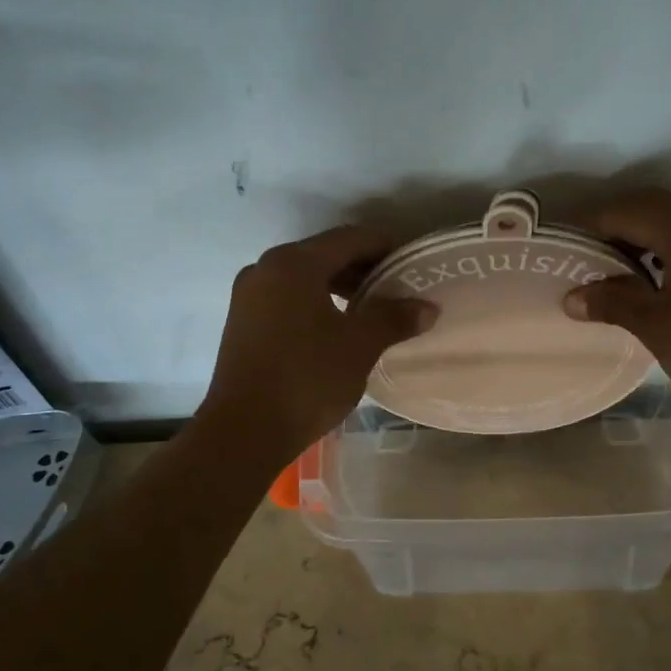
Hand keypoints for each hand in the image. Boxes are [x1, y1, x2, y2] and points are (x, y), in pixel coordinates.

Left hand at [201, 225, 434, 459]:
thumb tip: (427, 307)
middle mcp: (266, 268)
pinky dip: (316, 302)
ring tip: (373, 310)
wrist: (244, 432)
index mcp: (294, 264)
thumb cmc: (306, 380)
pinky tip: (338, 327)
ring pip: (305, 277)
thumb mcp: (359, 346)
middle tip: (398, 289)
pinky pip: (288, 298)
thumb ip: (394, 318)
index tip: (414, 264)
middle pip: (325, 254)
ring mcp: (249, 295)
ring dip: (340, 287)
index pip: (351, 238)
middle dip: (364, 268)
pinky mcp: (243, 322)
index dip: (386, 247)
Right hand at [563, 188, 670, 425]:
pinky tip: (651, 282)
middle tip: (582, 259)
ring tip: (610, 273)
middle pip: (653, 209)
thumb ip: (612, 302)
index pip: (628, 210)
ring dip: (641, 240)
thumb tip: (571, 297)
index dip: (590, 224)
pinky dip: (666, 251)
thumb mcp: (657, 327)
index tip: (562, 246)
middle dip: (613, 228)